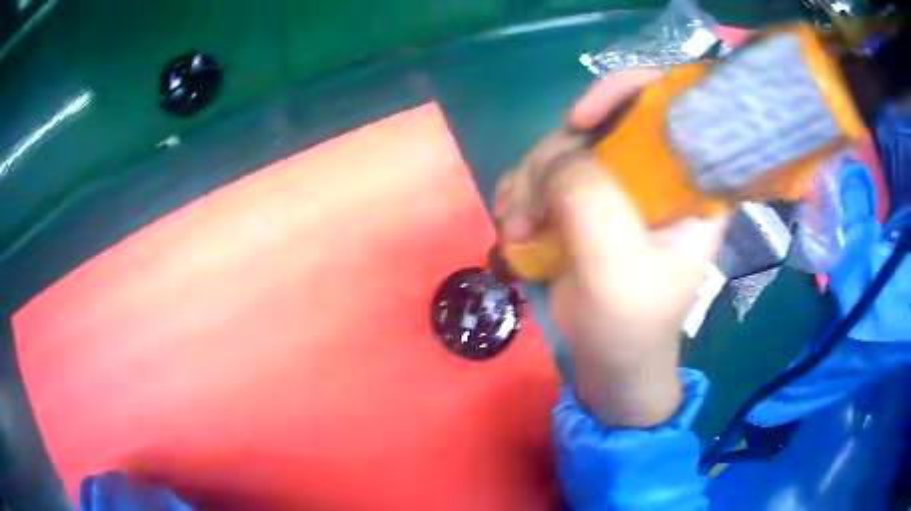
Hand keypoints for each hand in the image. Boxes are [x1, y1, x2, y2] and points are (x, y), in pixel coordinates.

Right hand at [495, 70, 727, 426]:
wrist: (609, 360)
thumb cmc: (631, 323)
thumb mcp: (616, 267)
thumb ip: (590, 199)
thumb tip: (555, 155)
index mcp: (693, 183)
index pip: (672, 102)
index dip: (625, 91)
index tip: (581, 121)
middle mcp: (659, 172)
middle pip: (602, 121)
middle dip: (555, 157)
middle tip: (528, 209)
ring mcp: (620, 183)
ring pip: (565, 146)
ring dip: (529, 181)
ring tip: (515, 228)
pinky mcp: (588, 199)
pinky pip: (546, 171)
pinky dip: (522, 192)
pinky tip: (513, 225)